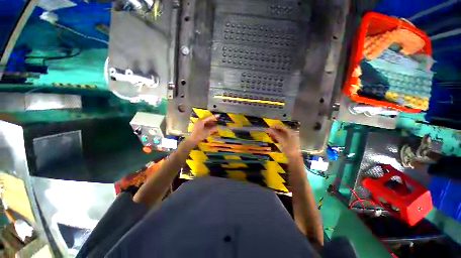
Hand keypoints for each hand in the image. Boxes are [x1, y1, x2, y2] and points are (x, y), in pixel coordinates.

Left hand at [188, 115, 218, 144]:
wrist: (193, 140)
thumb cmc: (200, 135)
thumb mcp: (208, 132)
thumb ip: (213, 129)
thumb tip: (218, 127)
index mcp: (201, 121)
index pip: (209, 117)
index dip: (214, 117)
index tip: (219, 115)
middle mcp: (199, 121)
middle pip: (207, 119)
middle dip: (212, 120)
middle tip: (217, 121)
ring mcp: (198, 124)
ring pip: (205, 122)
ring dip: (210, 123)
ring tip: (215, 125)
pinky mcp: (197, 127)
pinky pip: (204, 124)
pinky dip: (208, 125)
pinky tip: (211, 127)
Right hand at [266, 125, 300, 158]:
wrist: (294, 159)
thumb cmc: (289, 149)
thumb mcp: (282, 141)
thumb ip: (275, 134)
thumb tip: (268, 128)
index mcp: (291, 133)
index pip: (283, 127)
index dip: (276, 126)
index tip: (269, 127)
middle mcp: (291, 134)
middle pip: (282, 130)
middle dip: (275, 130)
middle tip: (268, 131)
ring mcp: (290, 139)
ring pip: (281, 134)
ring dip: (275, 134)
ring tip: (270, 135)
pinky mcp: (288, 143)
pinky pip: (281, 138)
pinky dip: (277, 138)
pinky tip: (273, 139)